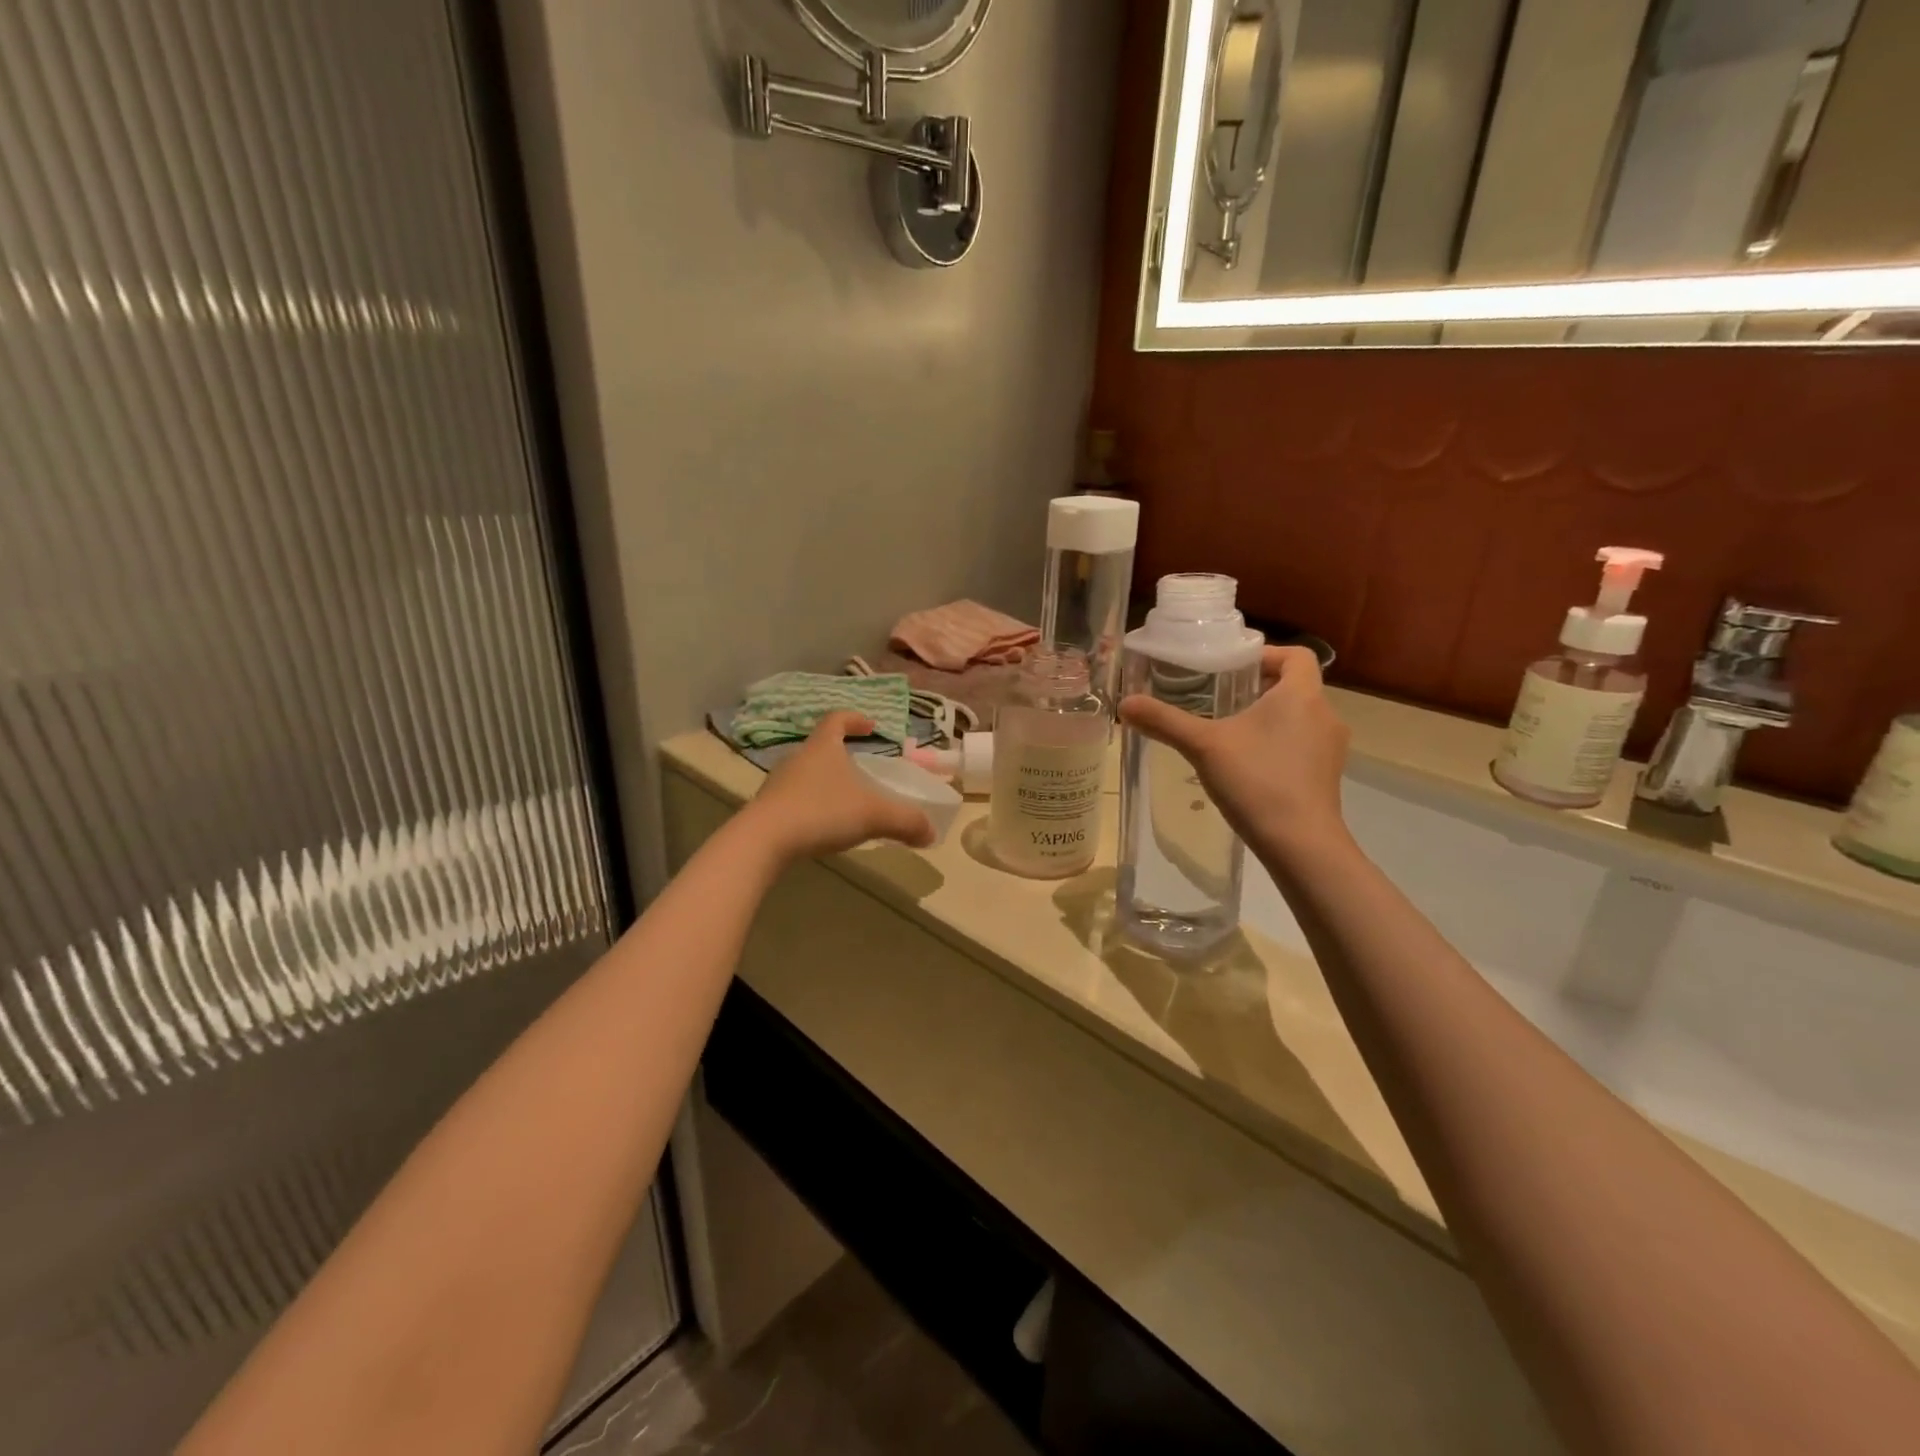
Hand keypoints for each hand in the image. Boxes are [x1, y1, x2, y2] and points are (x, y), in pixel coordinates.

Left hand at [741, 712, 936, 863]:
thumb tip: (931, 833)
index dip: (855, 719)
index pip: (837, 719)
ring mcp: (778, 783)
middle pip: (820, 746)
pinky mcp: (767, 808)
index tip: (871, 726)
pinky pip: (794, 799)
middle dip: (841, 754)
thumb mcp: (873, 815)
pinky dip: (811, 805)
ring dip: (825, 782)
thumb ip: (906, 821)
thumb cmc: (822, 812)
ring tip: (844, 800)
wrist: (763, 841)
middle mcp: (798, 758)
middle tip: (861, 768)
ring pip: (806, 774)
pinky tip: (822, 825)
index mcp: (822, 747)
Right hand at [1118, 645, 1349, 861]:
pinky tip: (1247, 767)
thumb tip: (1125, 704)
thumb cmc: (1256, 780)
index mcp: (1301, 695)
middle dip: (1259, 688)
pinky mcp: (1327, 777)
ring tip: (1230, 733)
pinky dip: (1278, 746)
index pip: (1296, 656)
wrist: (1300, 844)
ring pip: (1299, 718)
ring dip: (1269, 719)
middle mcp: (1324, 715)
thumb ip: (1164, 722)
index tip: (1233, 667)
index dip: (1267, 654)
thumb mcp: (1203, 746)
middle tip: (1221, 698)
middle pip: (1296, 687)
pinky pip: (1302, 746)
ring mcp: (1330, 749)